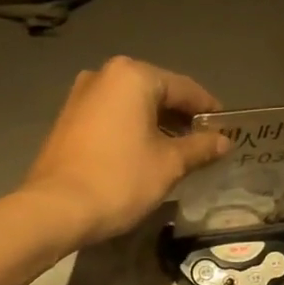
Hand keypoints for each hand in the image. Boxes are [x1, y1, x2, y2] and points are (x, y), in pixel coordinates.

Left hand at [21, 57, 230, 244]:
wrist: (57, 209)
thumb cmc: (120, 180)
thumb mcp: (169, 165)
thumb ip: (199, 148)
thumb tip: (223, 141)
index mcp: (133, 76)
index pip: (185, 88)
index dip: (209, 110)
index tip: (226, 129)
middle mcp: (104, 75)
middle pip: (156, 93)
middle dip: (181, 118)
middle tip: (204, 144)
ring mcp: (81, 96)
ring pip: (132, 106)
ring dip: (157, 125)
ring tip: (178, 153)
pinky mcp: (68, 119)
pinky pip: (112, 118)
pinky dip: (132, 130)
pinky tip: (145, 154)